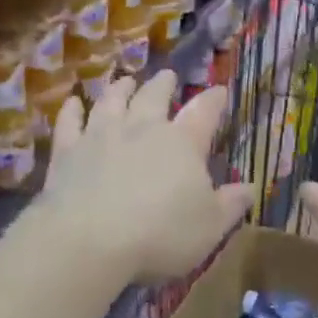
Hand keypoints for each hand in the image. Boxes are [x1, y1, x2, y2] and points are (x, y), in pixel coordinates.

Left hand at [39, 72, 252, 283]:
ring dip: (120, 88)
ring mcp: (101, 135)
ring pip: (113, 101)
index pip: (204, 112)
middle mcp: (143, 128)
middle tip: (168, 76)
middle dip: (164, 84)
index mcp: (183, 142)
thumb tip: (250, 187)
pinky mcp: (67, 151)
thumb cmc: (160, 234)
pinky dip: (72, 110)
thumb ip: (231, 204)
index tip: (220, 89)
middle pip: (154, 96)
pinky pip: (70, 123)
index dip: (214, 99)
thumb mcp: (210, 227)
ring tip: (125, 80)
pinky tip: (73, 102)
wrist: (88, 242)